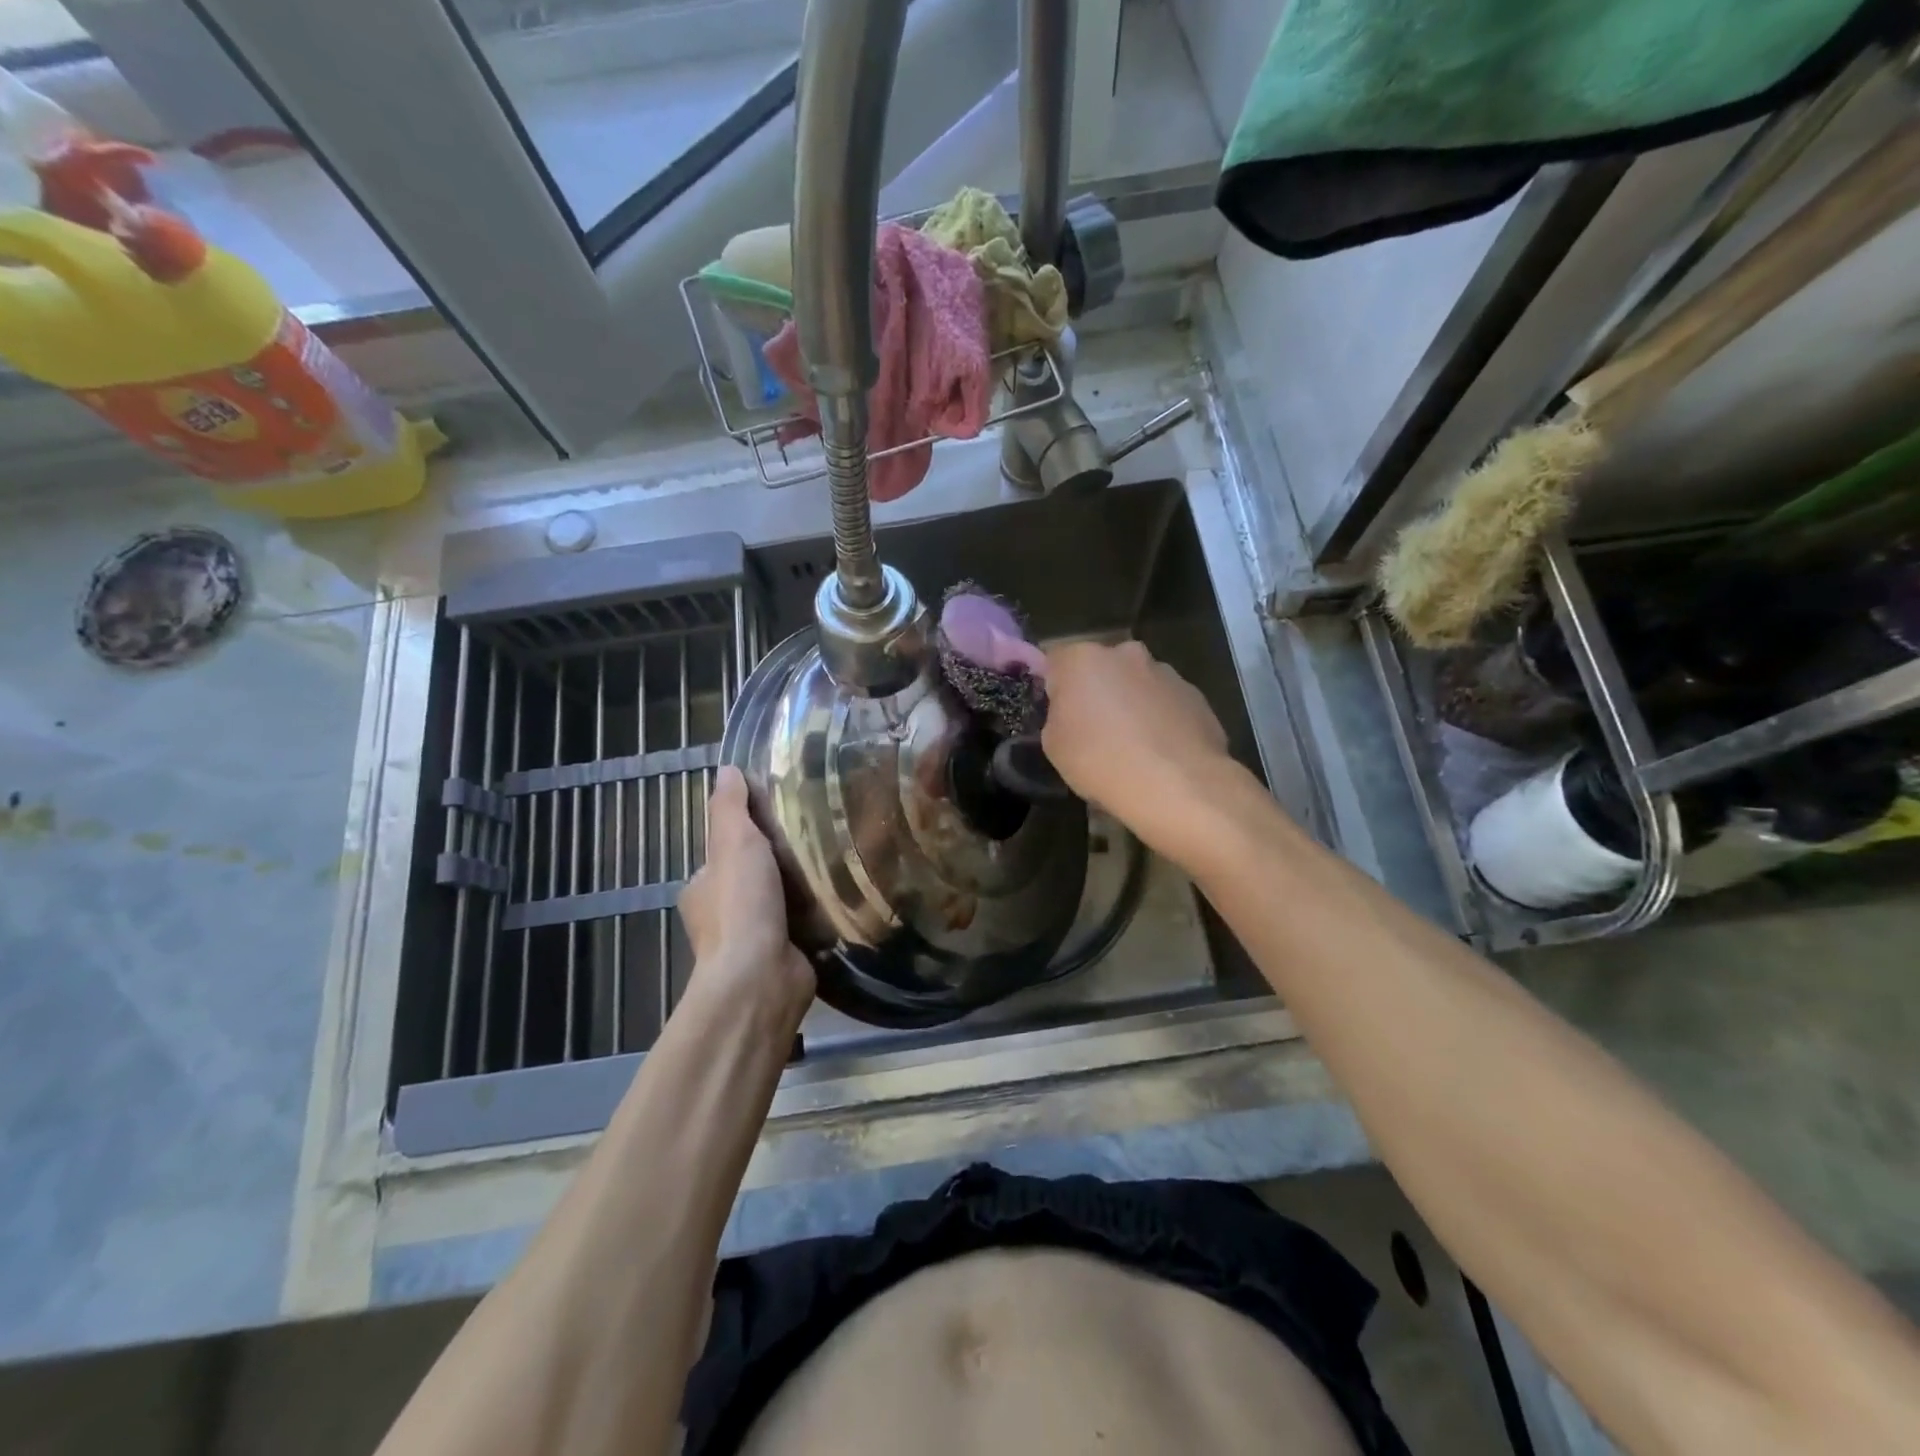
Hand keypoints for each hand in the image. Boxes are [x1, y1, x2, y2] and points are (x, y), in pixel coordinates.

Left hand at [678, 767, 814, 1022]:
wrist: (761, 977)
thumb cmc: (741, 905)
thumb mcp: (733, 842)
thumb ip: (730, 808)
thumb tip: (728, 770)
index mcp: (702, 888)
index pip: (724, 853)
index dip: (748, 833)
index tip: (781, 816)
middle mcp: (722, 916)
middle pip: (754, 877)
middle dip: (780, 862)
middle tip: (818, 836)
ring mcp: (753, 940)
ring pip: (780, 902)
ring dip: (803, 888)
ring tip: (838, 861)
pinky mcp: (784, 957)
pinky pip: (803, 925)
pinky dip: (818, 914)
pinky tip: (844, 896)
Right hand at [1041, 640, 1236, 862]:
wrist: (1177, 785)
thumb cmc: (1101, 761)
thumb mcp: (1053, 745)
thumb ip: (1057, 716)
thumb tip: (1070, 712)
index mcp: (1082, 659)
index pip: (1055, 661)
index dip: (1053, 688)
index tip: (1056, 716)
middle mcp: (1125, 653)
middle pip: (1101, 668)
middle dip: (1096, 692)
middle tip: (1093, 731)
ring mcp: (1166, 672)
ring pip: (1137, 684)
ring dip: (1130, 705)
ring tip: (1132, 747)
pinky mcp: (1196, 695)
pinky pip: (1166, 704)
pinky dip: (1160, 720)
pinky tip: (1159, 753)